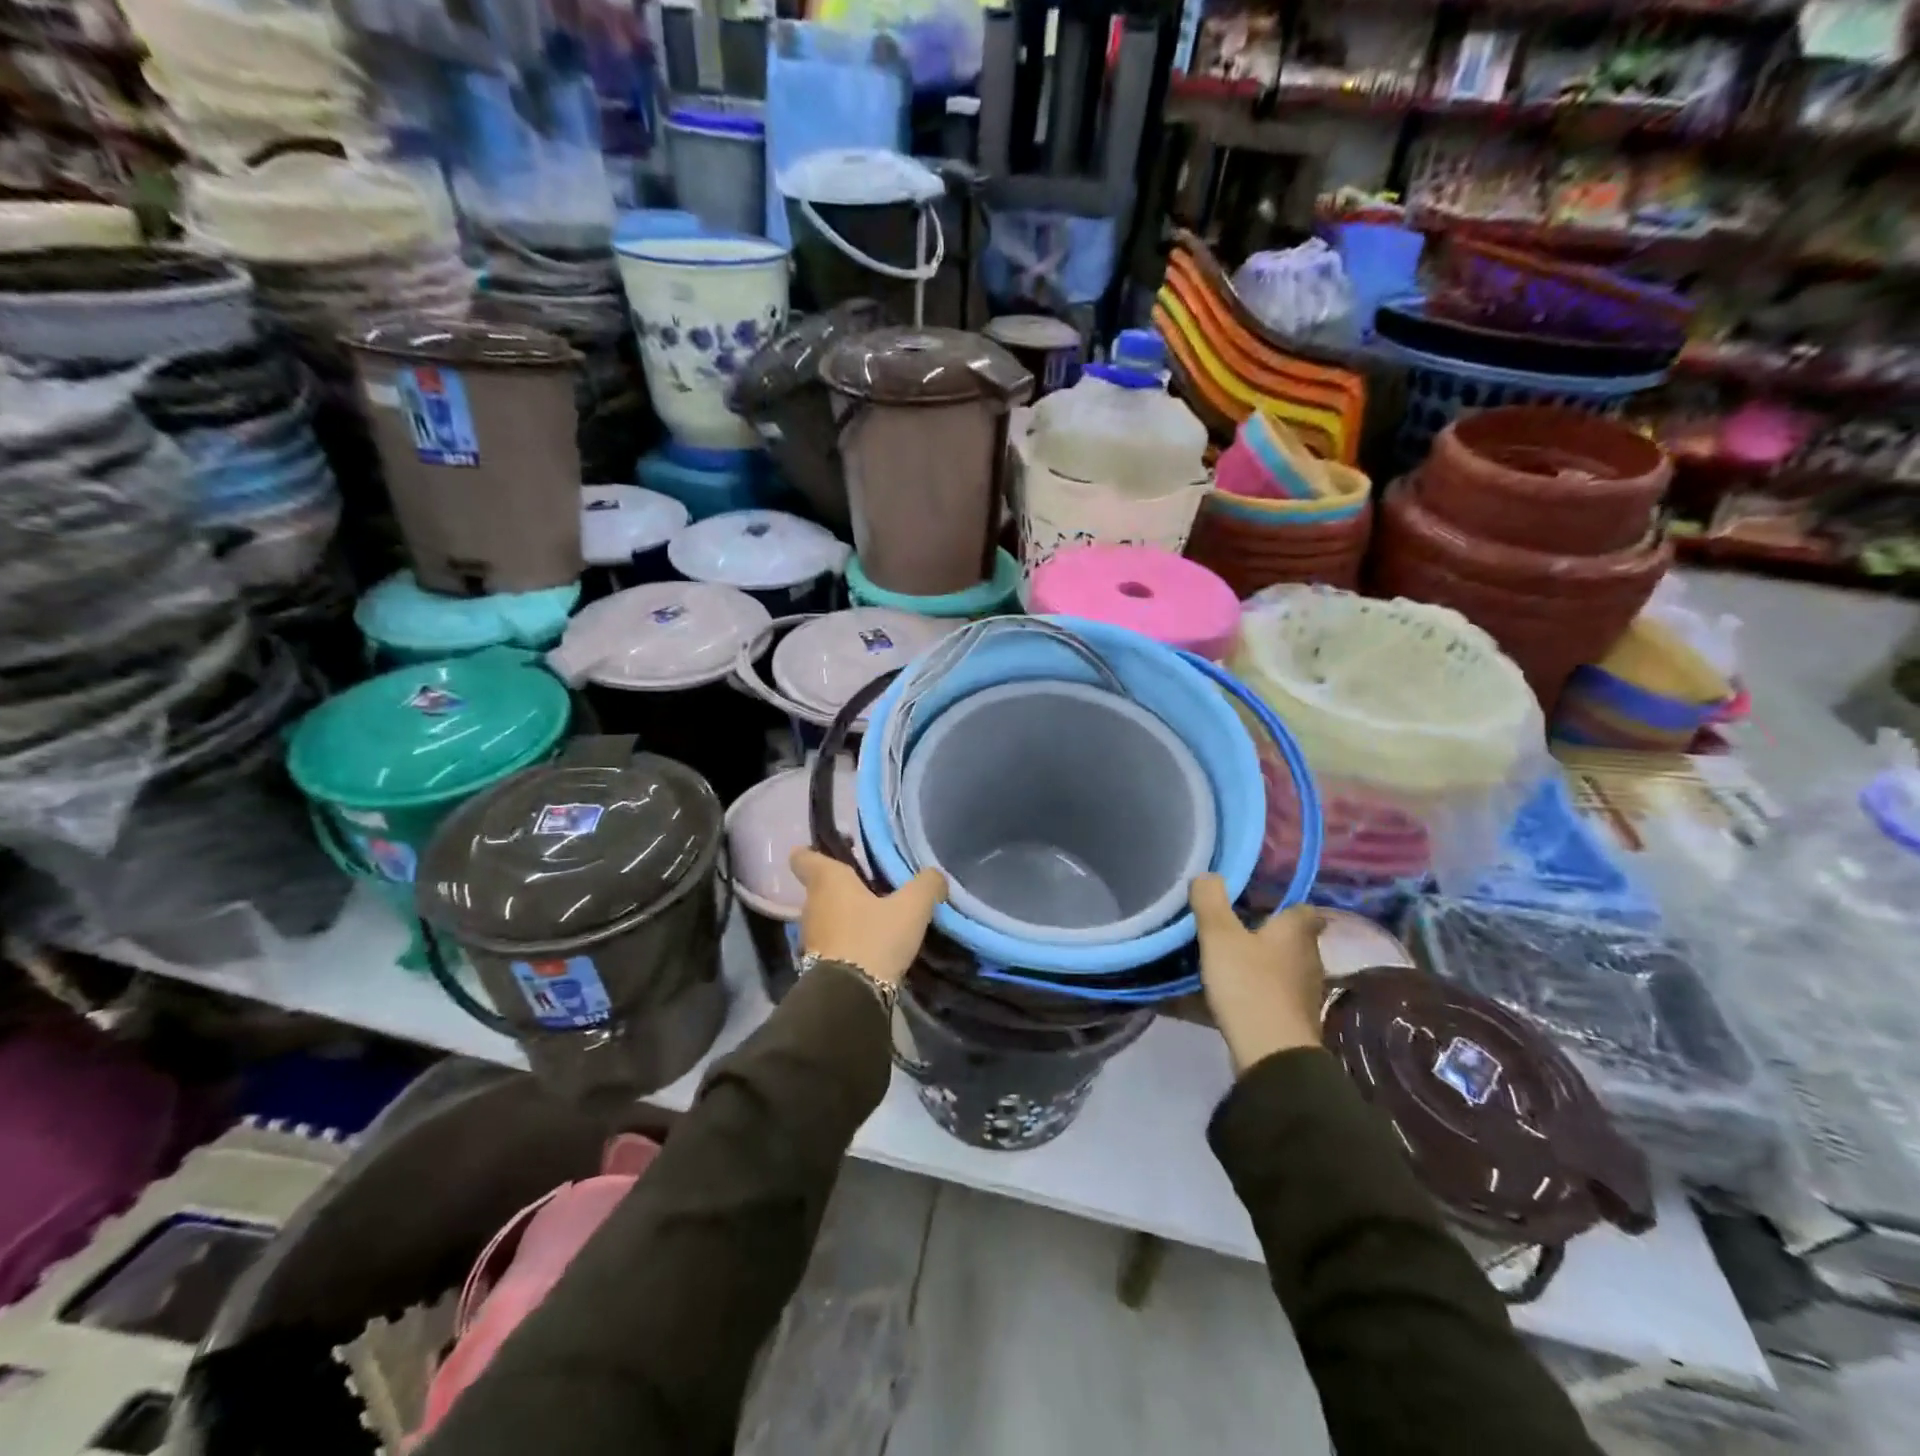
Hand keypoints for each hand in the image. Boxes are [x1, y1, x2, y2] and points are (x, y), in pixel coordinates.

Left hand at [789, 849, 946, 988]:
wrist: (850, 996)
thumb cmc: (874, 937)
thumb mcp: (911, 907)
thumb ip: (926, 884)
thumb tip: (935, 876)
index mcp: (827, 880)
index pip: (803, 857)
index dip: (811, 853)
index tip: (831, 853)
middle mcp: (811, 904)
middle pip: (819, 887)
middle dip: (841, 886)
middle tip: (871, 885)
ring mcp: (811, 935)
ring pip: (825, 914)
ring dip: (844, 914)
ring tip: (874, 917)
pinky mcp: (815, 962)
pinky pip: (830, 940)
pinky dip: (845, 939)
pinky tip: (870, 945)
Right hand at [1191, 876, 1326, 1074]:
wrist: (1272, 1053)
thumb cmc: (1249, 984)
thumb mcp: (1219, 936)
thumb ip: (1210, 901)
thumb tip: (1207, 875)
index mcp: (1297, 932)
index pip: (1303, 908)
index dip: (1284, 902)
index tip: (1257, 901)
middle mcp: (1309, 958)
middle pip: (1291, 938)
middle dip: (1265, 932)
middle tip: (1232, 926)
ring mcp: (1304, 992)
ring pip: (1282, 967)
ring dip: (1260, 962)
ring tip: (1226, 958)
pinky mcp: (1293, 1018)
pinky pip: (1272, 993)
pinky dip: (1255, 990)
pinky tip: (1230, 992)